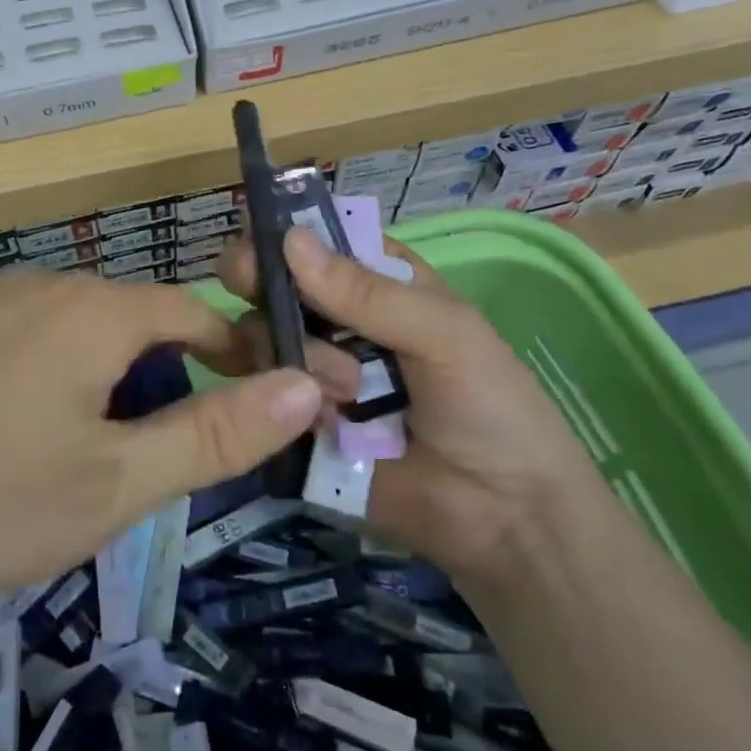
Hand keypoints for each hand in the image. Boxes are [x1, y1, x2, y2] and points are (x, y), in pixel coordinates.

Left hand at [0, 268, 339, 629]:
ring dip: (108, 392)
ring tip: (86, 470)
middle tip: (154, 470)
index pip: (198, 312)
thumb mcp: (112, 484)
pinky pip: (30, 345)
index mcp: (94, 310)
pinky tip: (18, 449)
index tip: (259, 413)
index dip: (240, 357)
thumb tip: (306, 384)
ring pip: (82, 339)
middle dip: (165, 387)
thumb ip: (214, 433)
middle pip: (138, 325)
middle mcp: (44, 286)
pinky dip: (55, 386)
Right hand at [217, 228, 600, 579]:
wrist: (503, 520)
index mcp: (379, 285)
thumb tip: (289, 239)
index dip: (286, 231)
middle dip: (262, 280)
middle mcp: (338, 321)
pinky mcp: (298, 420)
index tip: (254, 231)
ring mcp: (314, 370)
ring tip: (346, 394)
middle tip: (248, 282)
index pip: (321, 241)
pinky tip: (317, 415)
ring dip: (293, 352)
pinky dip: (279, 396)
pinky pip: (265, 393)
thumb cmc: (491, 407)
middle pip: (278, 283)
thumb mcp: (444, 333)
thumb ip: (366, 292)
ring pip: (265, 334)